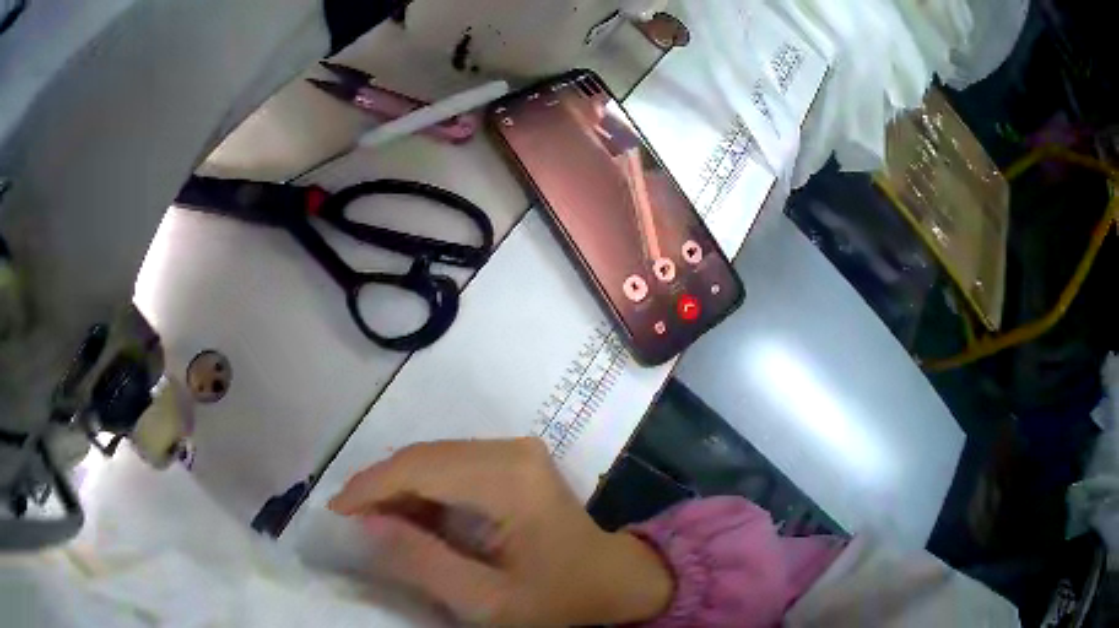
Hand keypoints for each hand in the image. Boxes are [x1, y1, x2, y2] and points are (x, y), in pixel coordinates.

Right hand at [329, 438, 672, 626]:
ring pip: (432, 457)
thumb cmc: (558, 599)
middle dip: (379, 488)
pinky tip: (411, 518)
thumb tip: (367, 524)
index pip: (419, 468)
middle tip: (350, 523)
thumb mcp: (487, 601)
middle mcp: (510, 449)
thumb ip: (423, 562)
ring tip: (374, 524)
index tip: (334, 514)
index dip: (369, 488)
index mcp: (509, 480)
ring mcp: (514, 450)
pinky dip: (422, 488)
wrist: (614, 579)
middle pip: (422, 456)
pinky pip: (451, 464)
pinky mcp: (513, 459)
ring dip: (398, 488)